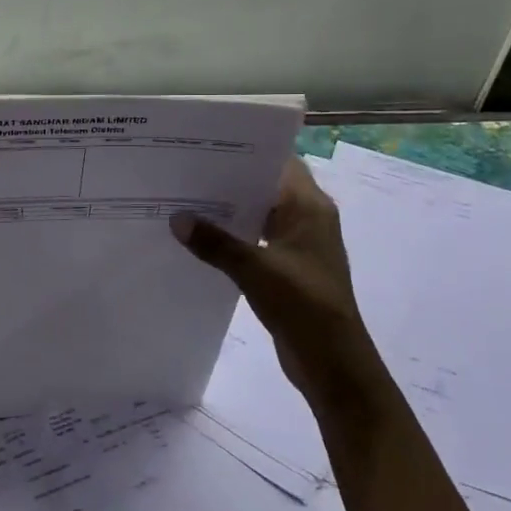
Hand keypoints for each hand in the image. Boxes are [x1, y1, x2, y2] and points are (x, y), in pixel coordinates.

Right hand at [171, 157, 380, 407]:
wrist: (334, 363)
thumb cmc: (303, 305)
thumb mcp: (255, 270)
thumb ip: (215, 243)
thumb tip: (176, 218)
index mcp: (310, 208)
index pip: (280, 162)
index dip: (247, 152)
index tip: (208, 146)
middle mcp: (307, 219)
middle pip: (266, 187)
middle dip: (230, 181)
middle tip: (186, 172)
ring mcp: (299, 245)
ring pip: (260, 215)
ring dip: (230, 211)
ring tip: (186, 201)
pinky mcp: (289, 268)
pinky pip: (257, 240)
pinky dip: (234, 236)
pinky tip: (201, 239)